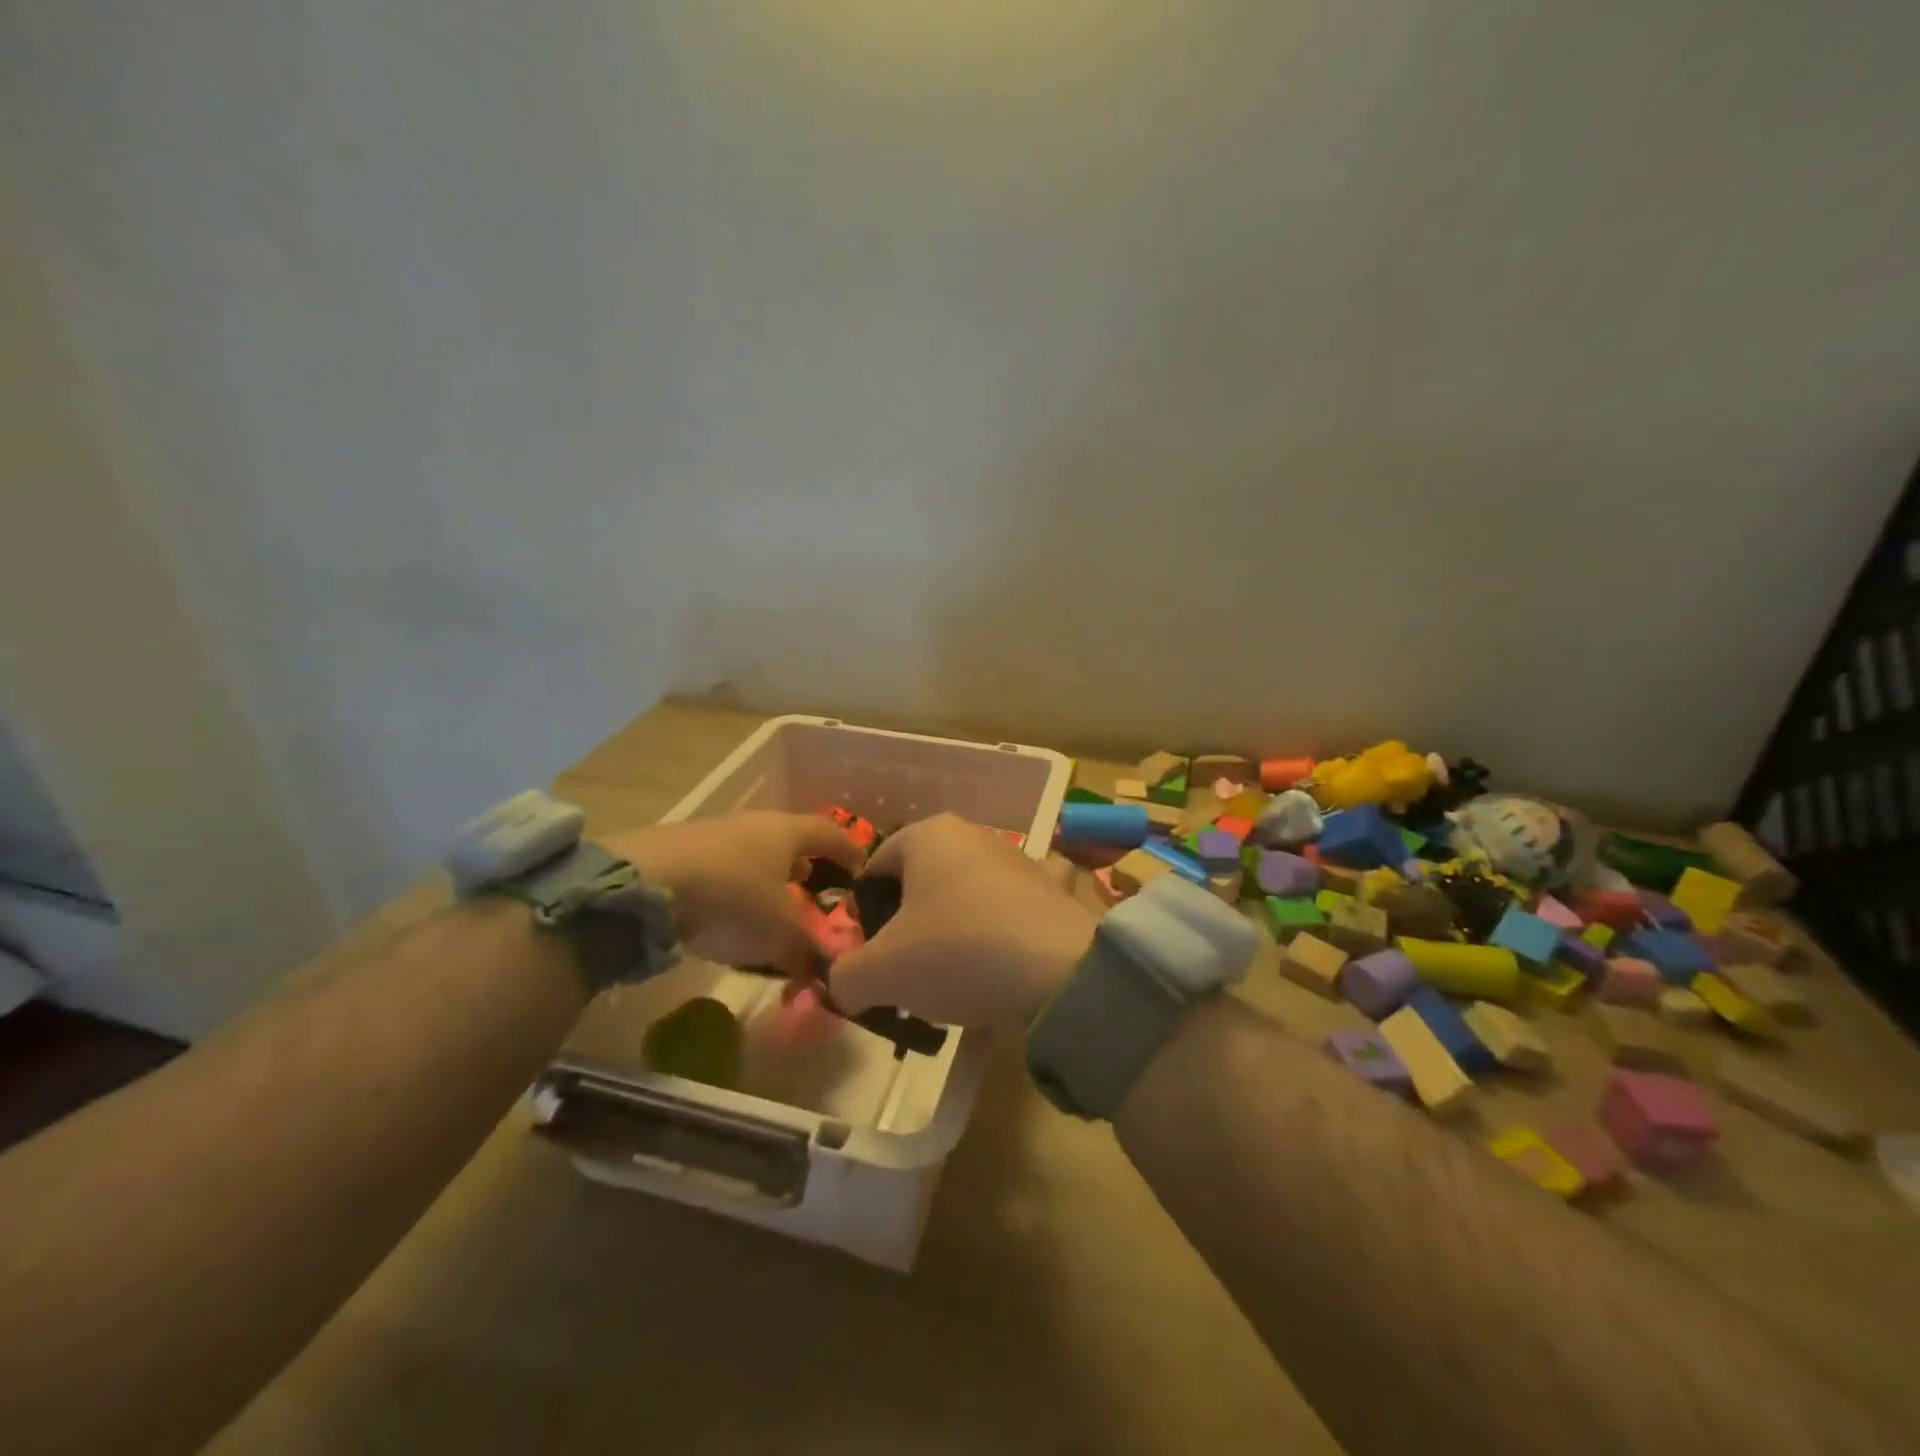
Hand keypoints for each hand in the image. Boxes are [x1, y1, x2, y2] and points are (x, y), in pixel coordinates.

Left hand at [603, 812, 863, 977]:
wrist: (647, 882)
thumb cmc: (732, 898)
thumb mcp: (778, 933)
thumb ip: (806, 952)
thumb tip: (826, 973)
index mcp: (787, 831)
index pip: (830, 833)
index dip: (849, 850)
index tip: (863, 868)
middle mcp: (754, 823)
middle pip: (789, 837)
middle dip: (805, 861)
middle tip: (814, 884)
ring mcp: (714, 831)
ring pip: (753, 849)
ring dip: (767, 873)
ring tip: (771, 900)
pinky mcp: (680, 847)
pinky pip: (722, 862)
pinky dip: (735, 882)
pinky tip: (726, 908)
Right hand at [828, 814, 1096, 1025]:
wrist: (1061, 969)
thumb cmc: (957, 951)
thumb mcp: (881, 973)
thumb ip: (845, 977)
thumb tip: (846, 985)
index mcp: (927, 834)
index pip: (874, 870)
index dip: (865, 917)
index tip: (874, 958)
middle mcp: (972, 834)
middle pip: (918, 885)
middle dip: (907, 930)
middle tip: (908, 976)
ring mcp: (1015, 859)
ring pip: (960, 900)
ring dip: (948, 937)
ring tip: (952, 985)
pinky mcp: (1047, 889)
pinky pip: (1002, 913)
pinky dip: (991, 939)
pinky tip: (995, 973)